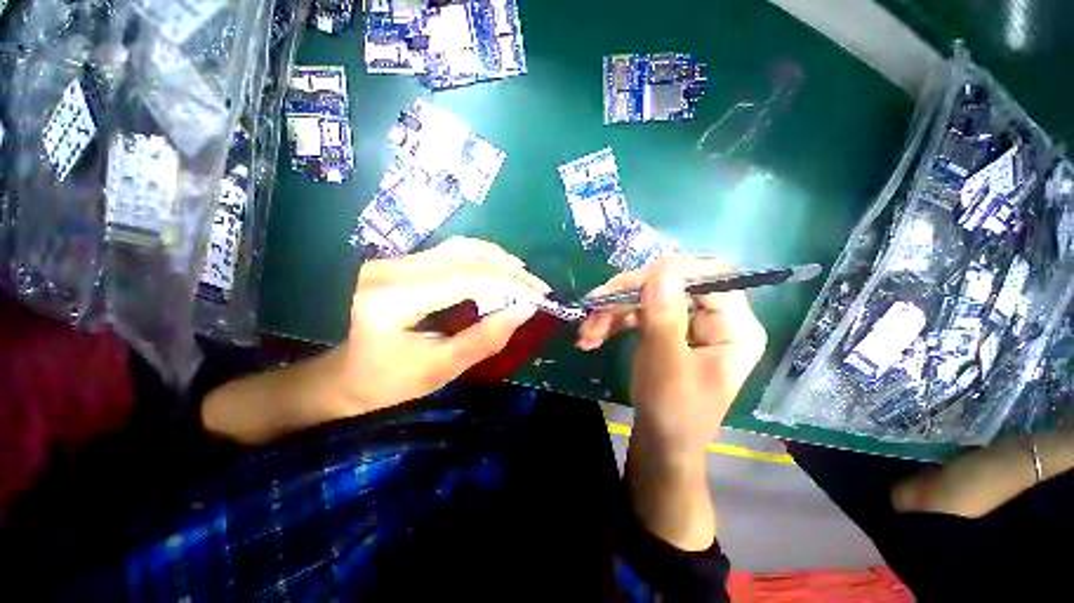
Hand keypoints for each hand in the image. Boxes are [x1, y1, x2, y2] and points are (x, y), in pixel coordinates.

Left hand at [339, 237, 550, 413]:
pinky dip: (485, 260)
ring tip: (526, 279)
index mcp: (394, 299)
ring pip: (463, 247)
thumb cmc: (390, 382)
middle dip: (511, 272)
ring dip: (500, 261)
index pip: (467, 279)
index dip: (510, 285)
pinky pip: (454, 251)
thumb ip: (486, 338)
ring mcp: (396, 260)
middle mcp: (393, 269)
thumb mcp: (442, 368)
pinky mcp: (404, 261)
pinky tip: (501, 271)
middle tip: (539, 289)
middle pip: (467, 257)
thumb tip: (526, 309)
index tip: (540, 298)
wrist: (349, 374)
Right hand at [577, 257, 765, 550]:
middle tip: (594, 308)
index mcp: (735, 327)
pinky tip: (592, 336)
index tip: (628, 285)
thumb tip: (660, 272)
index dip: (670, 273)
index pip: (710, 276)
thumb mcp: (667, 366)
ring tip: (586, 333)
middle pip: (672, 282)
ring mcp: (687, 321)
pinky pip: (638, 311)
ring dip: (613, 310)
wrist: (661, 443)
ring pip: (648, 295)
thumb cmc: (673, 413)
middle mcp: (714, 317)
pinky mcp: (666, 327)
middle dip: (628, 295)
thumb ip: (664, 318)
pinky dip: (613, 321)